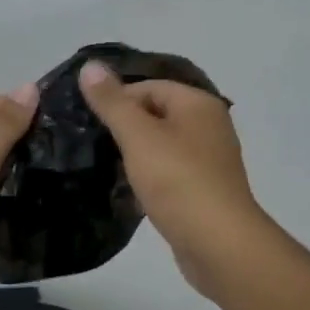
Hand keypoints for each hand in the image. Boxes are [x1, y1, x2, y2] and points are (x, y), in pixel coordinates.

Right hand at [78, 61, 268, 296]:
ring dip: (135, 155)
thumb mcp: (138, 136)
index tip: (90, 123)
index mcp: (198, 104)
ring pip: (161, 146)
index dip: (117, 100)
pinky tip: (130, 193)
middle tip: (93, 145)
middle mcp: (209, 126)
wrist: (219, 244)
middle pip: (156, 114)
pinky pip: (170, 174)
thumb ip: (112, 102)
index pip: (149, 87)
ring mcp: (209, 160)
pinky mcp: (204, 191)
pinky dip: (150, 179)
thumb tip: (90, 64)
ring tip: (106, 168)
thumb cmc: (178, 181)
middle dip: (124, 128)